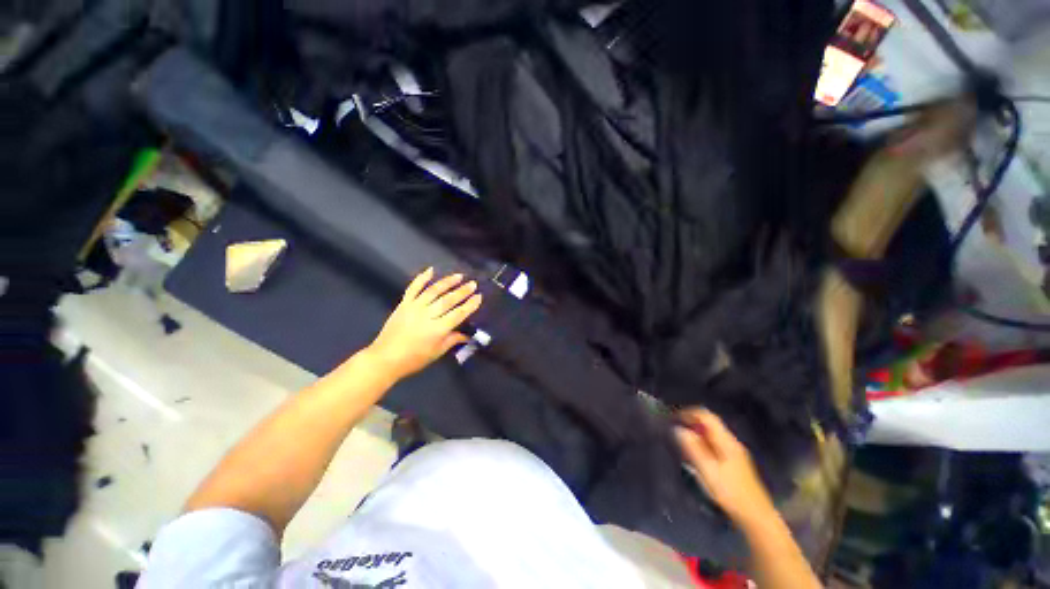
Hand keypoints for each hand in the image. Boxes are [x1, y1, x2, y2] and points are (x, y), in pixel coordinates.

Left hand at [366, 268, 482, 379]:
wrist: (385, 358)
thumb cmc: (414, 359)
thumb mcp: (437, 352)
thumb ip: (453, 340)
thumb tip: (467, 335)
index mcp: (437, 330)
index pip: (458, 314)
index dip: (470, 305)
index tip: (479, 296)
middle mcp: (427, 315)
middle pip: (448, 300)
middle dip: (462, 291)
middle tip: (473, 284)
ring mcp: (414, 308)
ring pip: (433, 291)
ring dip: (447, 282)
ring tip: (459, 276)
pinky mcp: (404, 304)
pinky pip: (413, 288)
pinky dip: (422, 278)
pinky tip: (431, 270)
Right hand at [674, 408, 775, 525]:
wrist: (756, 517)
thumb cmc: (731, 493)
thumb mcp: (708, 470)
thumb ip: (693, 448)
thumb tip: (678, 429)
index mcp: (726, 441)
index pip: (706, 416)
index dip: (688, 413)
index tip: (673, 418)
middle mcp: (732, 443)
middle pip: (710, 423)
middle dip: (691, 422)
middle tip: (674, 430)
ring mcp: (735, 453)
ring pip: (712, 434)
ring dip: (696, 433)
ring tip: (682, 441)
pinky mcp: (735, 463)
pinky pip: (715, 444)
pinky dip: (702, 443)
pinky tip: (696, 455)